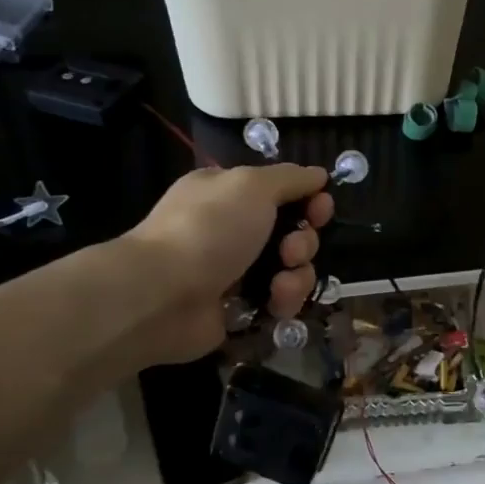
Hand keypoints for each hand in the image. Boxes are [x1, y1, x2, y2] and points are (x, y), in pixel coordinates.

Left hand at [125, 164, 333, 365]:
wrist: (163, 295)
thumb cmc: (208, 229)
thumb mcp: (251, 186)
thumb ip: (290, 178)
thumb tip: (318, 174)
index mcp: (229, 195)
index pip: (282, 193)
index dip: (309, 200)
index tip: (321, 209)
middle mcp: (232, 230)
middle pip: (293, 233)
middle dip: (303, 242)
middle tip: (290, 250)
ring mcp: (236, 272)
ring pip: (291, 270)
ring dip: (297, 276)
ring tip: (280, 285)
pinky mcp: (240, 308)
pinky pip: (279, 301)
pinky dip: (283, 302)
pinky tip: (273, 304)